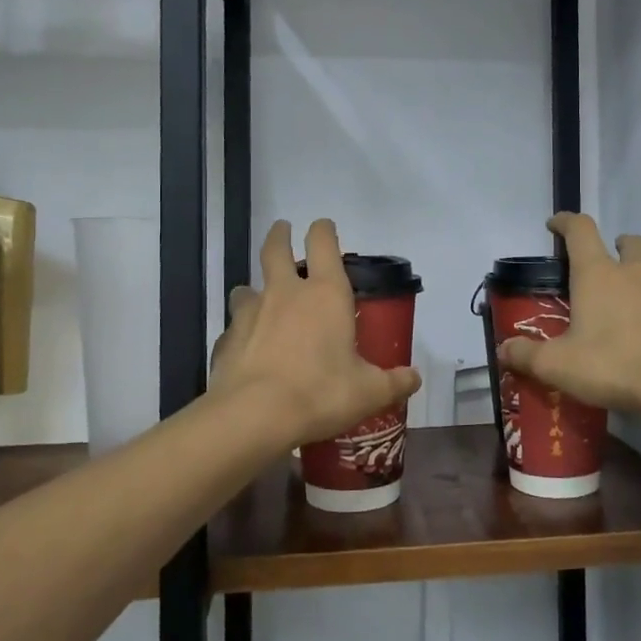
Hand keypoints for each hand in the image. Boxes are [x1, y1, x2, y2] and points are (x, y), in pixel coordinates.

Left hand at [209, 219, 422, 447]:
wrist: (254, 416)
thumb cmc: (320, 392)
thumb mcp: (368, 392)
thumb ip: (393, 383)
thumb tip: (414, 378)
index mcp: (325, 294)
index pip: (323, 244)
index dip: (324, 230)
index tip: (324, 225)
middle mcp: (285, 293)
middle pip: (275, 250)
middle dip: (280, 235)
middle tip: (282, 229)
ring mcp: (250, 314)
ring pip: (247, 288)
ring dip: (254, 288)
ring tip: (258, 297)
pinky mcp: (226, 340)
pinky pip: (233, 328)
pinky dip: (240, 332)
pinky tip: (246, 349)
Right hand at [497, 213, 640, 414]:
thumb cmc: (613, 363)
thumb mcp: (558, 365)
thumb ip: (527, 356)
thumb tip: (504, 350)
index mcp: (597, 274)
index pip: (580, 230)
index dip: (565, 222)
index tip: (554, 224)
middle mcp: (634, 273)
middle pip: (628, 242)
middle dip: (616, 245)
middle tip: (604, 264)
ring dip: (640, 279)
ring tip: (627, 307)